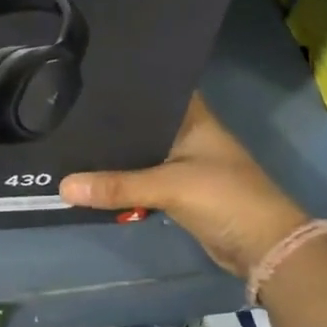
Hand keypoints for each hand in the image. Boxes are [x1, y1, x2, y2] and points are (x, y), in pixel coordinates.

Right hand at [59, 94, 307, 279]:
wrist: (263, 246)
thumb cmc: (224, 198)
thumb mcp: (169, 186)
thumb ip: (117, 186)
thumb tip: (62, 187)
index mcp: (194, 119)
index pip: (156, 91)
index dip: (129, 85)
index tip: (90, 79)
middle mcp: (188, 136)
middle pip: (143, 124)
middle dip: (112, 124)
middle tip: (68, 114)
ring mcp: (184, 165)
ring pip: (141, 154)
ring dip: (116, 156)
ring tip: (72, 143)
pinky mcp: (179, 192)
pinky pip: (144, 181)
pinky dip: (124, 182)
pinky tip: (95, 178)